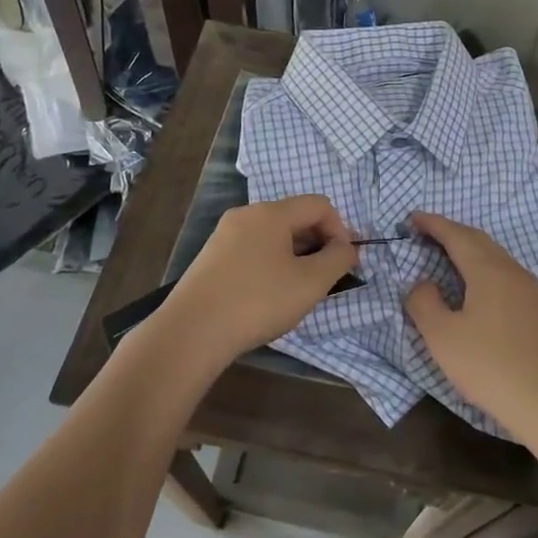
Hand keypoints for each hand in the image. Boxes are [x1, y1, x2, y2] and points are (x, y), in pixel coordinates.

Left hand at [162, 195, 357, 366]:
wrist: (191, 332)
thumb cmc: (258, 301)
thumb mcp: (310, 283)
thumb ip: (337, 259)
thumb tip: (346, 248)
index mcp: (271, 212)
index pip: (319, 205)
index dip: (340, 230)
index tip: (344, 263)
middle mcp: (246, 215)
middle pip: (295, 218)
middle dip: (318, 244)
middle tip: (325, 280)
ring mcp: (224, 235)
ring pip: (273, 236)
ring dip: (295, 256)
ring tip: (298, 291)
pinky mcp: (211, 258)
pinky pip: (253, 250)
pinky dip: (270, 265)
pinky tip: (268, 296)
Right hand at [404, 211, 537, 438]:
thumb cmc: (491, 366)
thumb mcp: (442, 338)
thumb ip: (424, 303)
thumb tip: (423, 284)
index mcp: (488, 270)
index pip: (456, 235)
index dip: (433, 224)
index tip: (412, 218)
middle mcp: (512, 271)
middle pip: (479, 241)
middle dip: (451, 232)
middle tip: (426, 234)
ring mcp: (531, 290)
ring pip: (495, 258)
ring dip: (470, 251)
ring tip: (448, 258)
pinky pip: (506, 275)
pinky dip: (484, 269)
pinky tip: (477, 290)